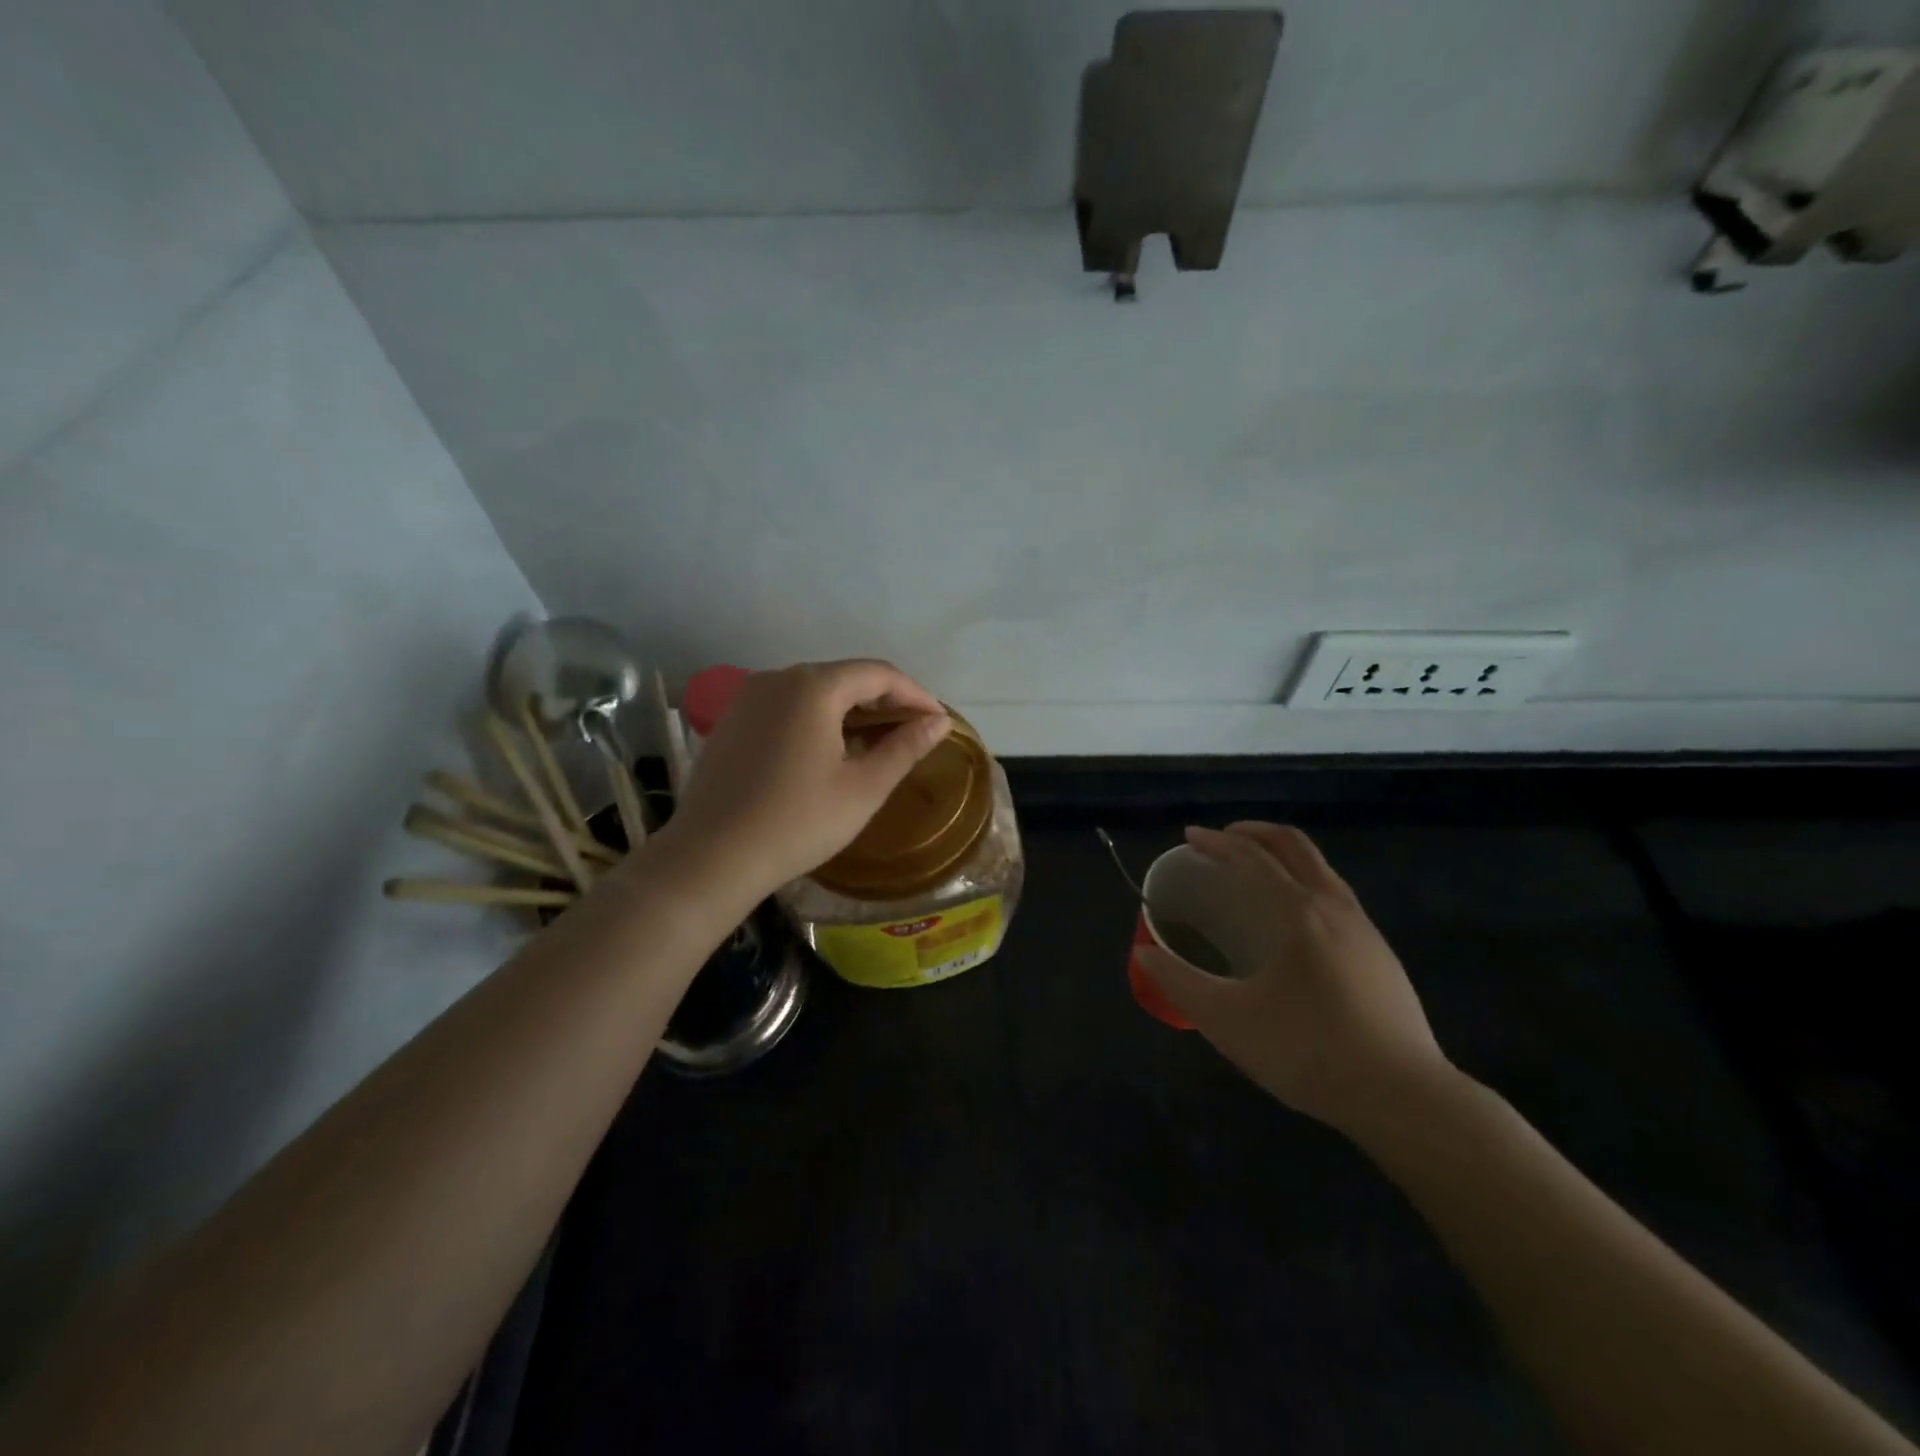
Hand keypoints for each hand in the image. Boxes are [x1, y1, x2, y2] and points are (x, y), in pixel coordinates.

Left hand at [666, 660, 949, 900]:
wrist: (711, 857)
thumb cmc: (798, 823)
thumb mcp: (863, 788)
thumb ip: (904, 748)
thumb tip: (937, 723)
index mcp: (813, 687)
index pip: (879, 674)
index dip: (915, 694)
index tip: (938, 722)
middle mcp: (778, 678)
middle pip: (845, 676)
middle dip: (884, 700)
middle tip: (913, 732)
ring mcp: (749, 697)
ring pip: (814, 690)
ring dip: (851, 708)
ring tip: (877, 740)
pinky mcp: (731, 719)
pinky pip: (787, 705)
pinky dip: (817, 717)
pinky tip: (829, 748)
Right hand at [1136, 823, 1454, 1137]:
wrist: (1406, 1099)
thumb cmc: (1309, 1051)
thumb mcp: (1228, 1021)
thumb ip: (1179, 984)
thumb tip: (1143, 956)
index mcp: (1299, 912)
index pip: (1252, 857)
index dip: (1216, 841)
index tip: (1189, 837)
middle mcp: (1335, 907)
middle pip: (1294, 846)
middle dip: (1253, 834)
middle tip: (1221, 842)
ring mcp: (1365, 930)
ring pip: (1320, 869)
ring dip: (1282, 858)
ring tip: (1251, 877)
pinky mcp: (1381, 956)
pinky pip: (1335, 896)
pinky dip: (1303, 884)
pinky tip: (1291, 925)